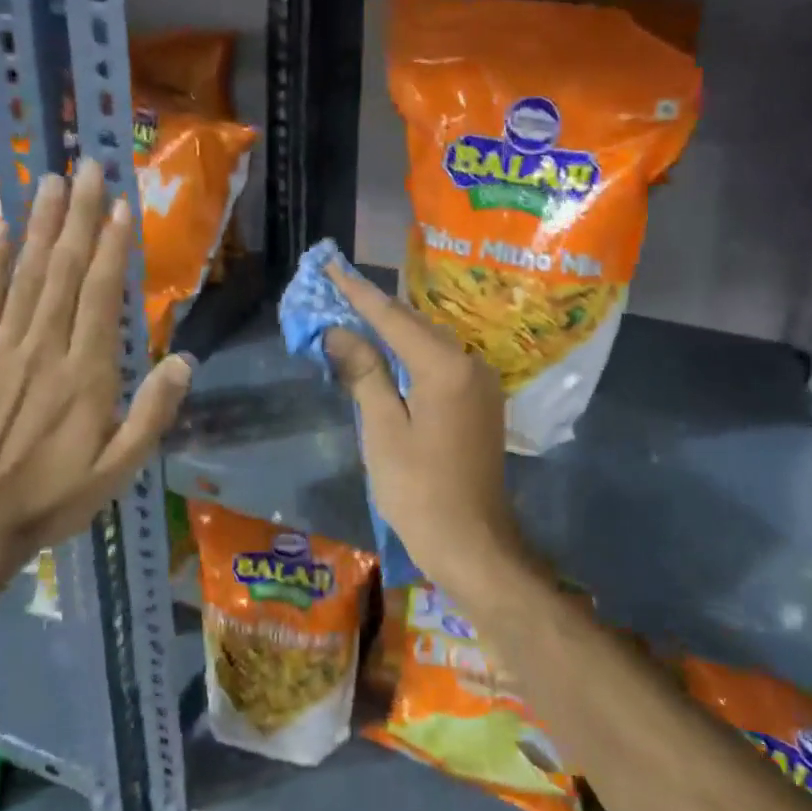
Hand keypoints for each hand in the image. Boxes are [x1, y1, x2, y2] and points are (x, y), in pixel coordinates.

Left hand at [0, 159, 192, 578]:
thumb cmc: (52, 499)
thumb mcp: (119, 469)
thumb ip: (153, 413)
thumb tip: (186, 360)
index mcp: (86, 374)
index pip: (101, 296)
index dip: (111, 247)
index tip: (120, 204)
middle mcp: (43, 349)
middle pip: (63, 271)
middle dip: (78, 216)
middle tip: (86, 166)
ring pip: (25, 277)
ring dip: (40, 227)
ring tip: (50, 182)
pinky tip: (1, 237)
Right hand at [323, 260, 521, 583]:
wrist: (474, 544)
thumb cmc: (420, 491)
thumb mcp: (383, 430)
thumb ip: (364, 373)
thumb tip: (339, 331)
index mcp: (446, 366)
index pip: (393, 318)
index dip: (358, 293)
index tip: (330, 266)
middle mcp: (470, 363)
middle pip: (414, 325)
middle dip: (373, 309)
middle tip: (335, 291)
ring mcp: (480, 384)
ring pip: (428, 344)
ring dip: (391, 332)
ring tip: (353, 316)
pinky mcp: (480, 403)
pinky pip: (440, 364)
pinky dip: (410, 356)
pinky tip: (386, 355)